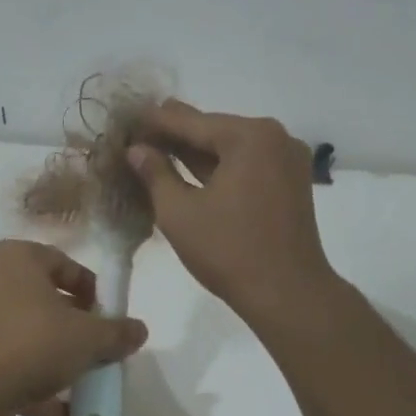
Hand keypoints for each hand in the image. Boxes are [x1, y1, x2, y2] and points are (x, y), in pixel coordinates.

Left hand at [0, 240, 148, 415]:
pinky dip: (39, 387)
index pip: (65, 264)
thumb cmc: (30, 343)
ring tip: (89, 385)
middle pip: (48, 302)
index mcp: (16, 258)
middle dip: (79, 330)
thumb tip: (139, 330)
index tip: (112, 318)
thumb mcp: (87, 337)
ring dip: (60, 362)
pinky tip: (67, 415)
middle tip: (102, 351)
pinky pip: (14, 366)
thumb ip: (117, 332)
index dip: (94, 291)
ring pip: (31, 337)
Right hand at [128, 100, 336, 323]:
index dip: (154, 122)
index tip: (125, 120)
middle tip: (136, 134)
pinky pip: (246, 165)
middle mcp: (274, 137)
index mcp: (249, 136)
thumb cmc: (228, 251)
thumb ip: (155, 174)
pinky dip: (219, 168)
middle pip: (213, 130)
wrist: (288, 295)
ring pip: (230, 148)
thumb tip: (136, 149)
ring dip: (196, 153)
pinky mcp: (290, 183)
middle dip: (175, 136)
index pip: (190, 121)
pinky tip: (189, 171)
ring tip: (155, 151)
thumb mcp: (179, 212)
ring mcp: (287, 160)